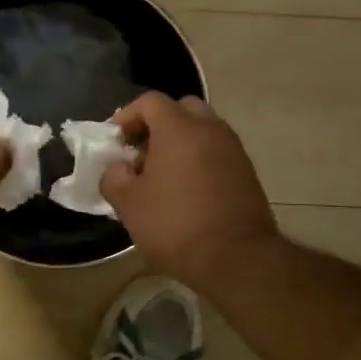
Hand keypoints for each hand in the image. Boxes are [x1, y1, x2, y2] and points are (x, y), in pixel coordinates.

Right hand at [100, 92, 278, 286]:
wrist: (237, 258)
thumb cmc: (175, 225)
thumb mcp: (128, 204)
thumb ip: (113, 176)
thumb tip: (117, 168)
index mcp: (178, 128)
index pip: (150, 101)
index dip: (128, 115)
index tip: (116, 140)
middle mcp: (210, 128)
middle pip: (181, 109)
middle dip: (158, 124)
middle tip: (142, 151)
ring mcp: (233, 149)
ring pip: (203, 129)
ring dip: (181, 142)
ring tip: (163, 174)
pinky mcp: (247, 171)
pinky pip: (217, 151)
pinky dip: (200, 158)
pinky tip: (187, 189)